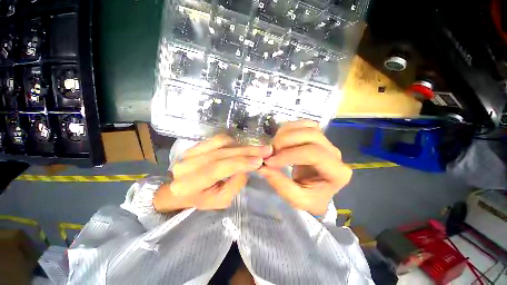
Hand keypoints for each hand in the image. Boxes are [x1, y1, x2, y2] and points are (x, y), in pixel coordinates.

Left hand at [154, 134, 272, 211]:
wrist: (183, 189)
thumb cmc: (202, 199)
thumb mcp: (221, 200)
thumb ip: (235, 183)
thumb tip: (248, 165)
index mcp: (188, 185)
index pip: (217, 168)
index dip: (240, 163)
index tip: (259, 160)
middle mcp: (186, 165)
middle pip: (221, 153)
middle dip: (247, 151)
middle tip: (266, 150)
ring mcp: (190, 152)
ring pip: (221, 143)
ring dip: (242, 146)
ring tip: (257, 149)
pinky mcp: (196, 145)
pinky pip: (218, 139)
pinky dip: (233, 142)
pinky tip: (242, 147)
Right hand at [258, 120, 351, 215]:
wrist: (317, 191)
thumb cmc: (310, 198)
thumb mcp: (296, 200)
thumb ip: (280, 184)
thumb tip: (262, 167)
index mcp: (337, 173)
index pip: (313, 154)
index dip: (288, 155)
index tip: (269, 161)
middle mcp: (335, 153)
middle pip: (311, 135)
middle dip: (286, 140)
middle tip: (270, 151)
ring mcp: (327, 142)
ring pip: (308, 126)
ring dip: (286, 133)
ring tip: (274, 145)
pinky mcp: (318, 137)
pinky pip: (305, 124)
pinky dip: (289, 128)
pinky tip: (280, 137)